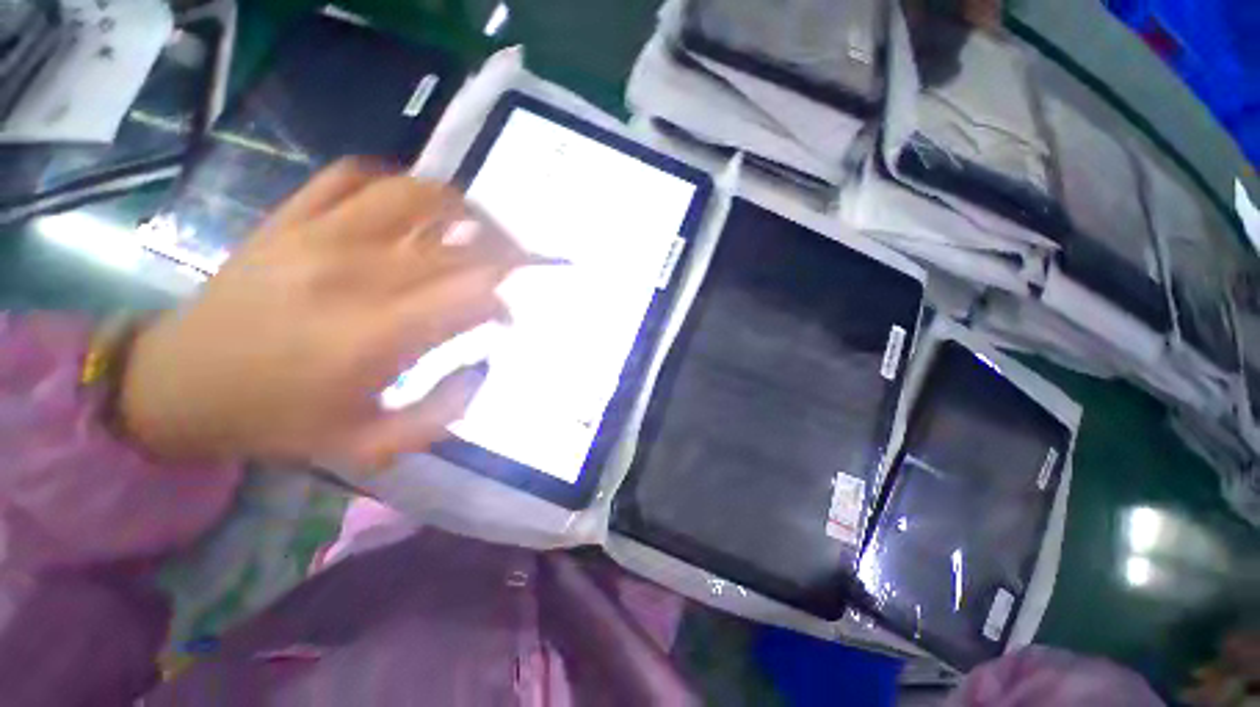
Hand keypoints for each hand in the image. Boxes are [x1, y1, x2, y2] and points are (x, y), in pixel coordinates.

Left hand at [120, 159, 532, 469]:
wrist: (178, 385)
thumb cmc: (278, 420)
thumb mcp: (369, 445)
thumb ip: (442, 414)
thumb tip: (483, 366)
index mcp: (377, 335)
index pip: (473, 295)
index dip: (503, 303)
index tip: (505, 320)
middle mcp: (356, 274)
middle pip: (458, 244)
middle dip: (503, 255)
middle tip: (512, 271)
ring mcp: (319, 236)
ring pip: (415, 194)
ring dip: (462, 209)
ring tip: (477, 228)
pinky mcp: (291, 218)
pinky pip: (355, 175)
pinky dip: (397, 182)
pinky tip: (411, 208)